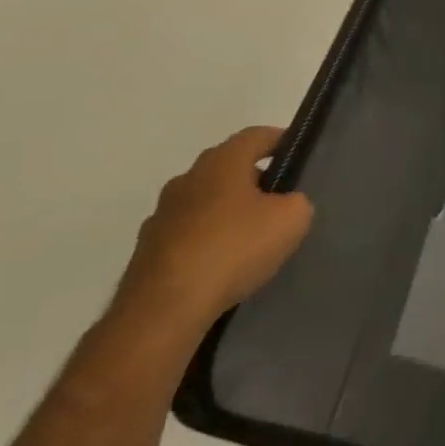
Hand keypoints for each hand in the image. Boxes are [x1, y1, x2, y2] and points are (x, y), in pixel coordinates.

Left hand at [114, 126, 313, 335]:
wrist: (163, 310)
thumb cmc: (233, 248)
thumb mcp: (291, 220)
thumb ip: (297, 202)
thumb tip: (286, 205)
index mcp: (222, 162)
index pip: (256, 135)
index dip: (280, 140)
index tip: (297, 154)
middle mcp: (187, 179)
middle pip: (228, 168)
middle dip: (253, 180)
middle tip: (279, 201)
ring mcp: (161, 216)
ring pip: (205, 202)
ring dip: (226, 213)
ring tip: (251, 239)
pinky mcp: (147, 252)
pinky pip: (187, 236)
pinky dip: (206, 243)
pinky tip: (222, 267)